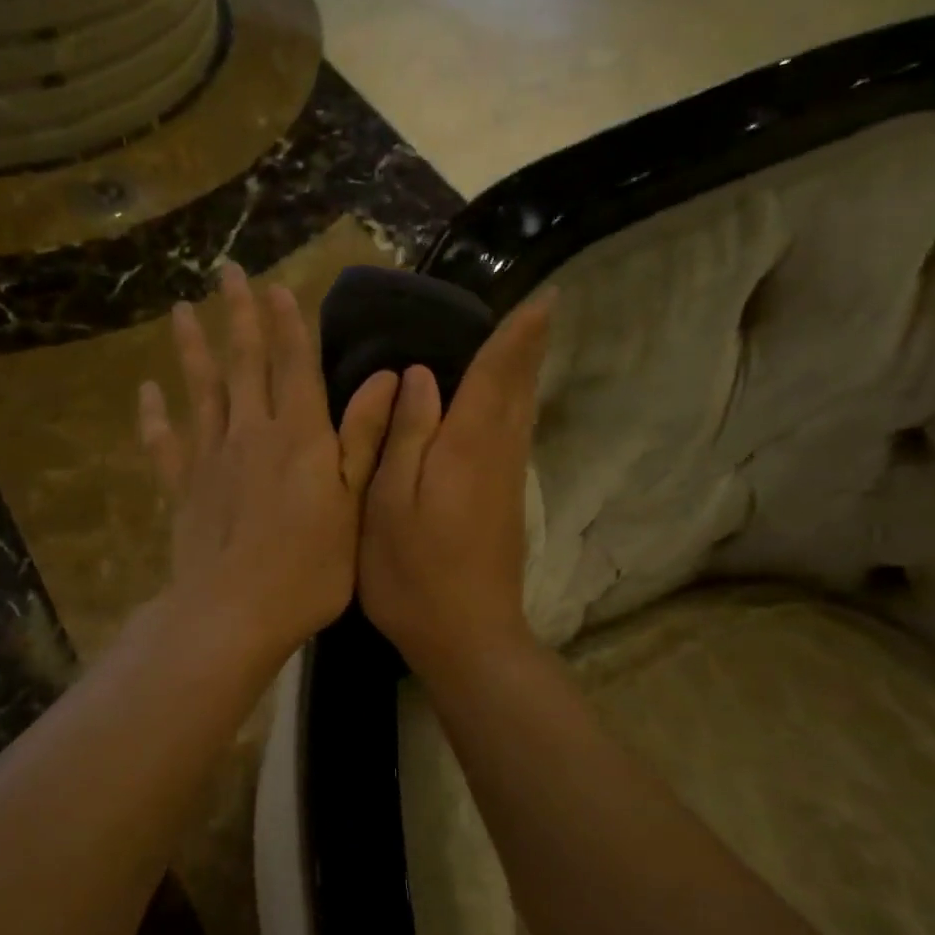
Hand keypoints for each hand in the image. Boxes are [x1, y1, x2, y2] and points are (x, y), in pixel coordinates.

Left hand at [140, 263, 399, 668]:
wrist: (235, 611)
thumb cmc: (310, 565)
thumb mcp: (353, 503)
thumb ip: (364, 438)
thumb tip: (387, 378)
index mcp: (299, 435)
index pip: (294, 364)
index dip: (287, 322)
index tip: (275, 284)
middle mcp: (251, 432)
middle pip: (243, 362)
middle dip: (237, 315)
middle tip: (226, 271)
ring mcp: (210, 457)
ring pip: (200, 390)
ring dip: (191, 348)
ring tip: (181, 311)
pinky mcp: (182, 486)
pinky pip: (164, 443)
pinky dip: (154, 416)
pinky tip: (146, 392)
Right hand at [358, 289, 553, 680]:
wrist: (467, 636)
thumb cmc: (413, 571)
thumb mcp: (390, 502)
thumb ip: (405, 435)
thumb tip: (420, 377)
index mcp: (468, 446)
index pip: (497, 374)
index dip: (517, 335)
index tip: (544, 297)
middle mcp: (498, 454)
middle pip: (519, 389)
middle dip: (529, 347)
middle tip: (540, 309)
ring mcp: (506, 481)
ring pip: (521, 412)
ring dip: (524, 373)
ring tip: (523, 341)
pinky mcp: (505, 502)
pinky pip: (513, 434)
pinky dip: (513, 405)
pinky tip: (501, 404)